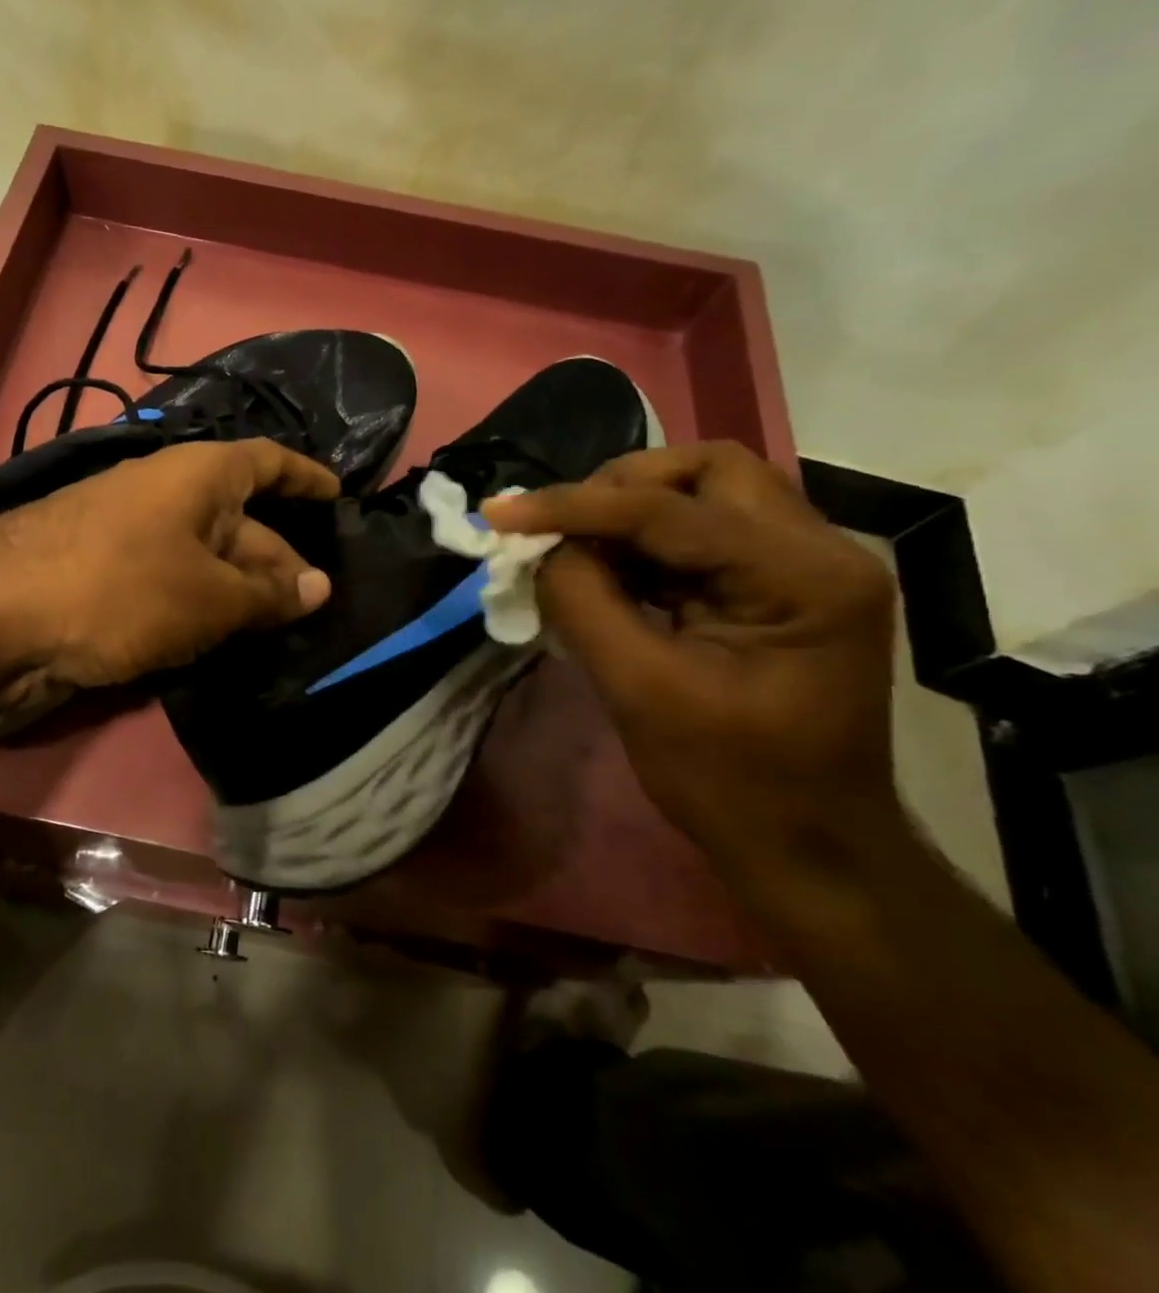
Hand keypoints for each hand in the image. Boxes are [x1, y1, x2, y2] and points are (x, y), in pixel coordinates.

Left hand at [0, 440, 336, 712]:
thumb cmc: (118, 591)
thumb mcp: (208, 596)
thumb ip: (267, 594)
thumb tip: (319, 587)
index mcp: (195, 475)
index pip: (266, 462)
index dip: (305, 477)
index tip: (338, 496)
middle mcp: (162, 495)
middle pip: (238, 518)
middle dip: (279, 558)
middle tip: (317, 603)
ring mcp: (127, 536)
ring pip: (202, 559)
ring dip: (239, 591)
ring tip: (281, 630)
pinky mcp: (101, 578)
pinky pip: (169, 585)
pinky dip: (198, 608)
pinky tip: (219, 640)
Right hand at [482, 442, 902, 878]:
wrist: (807, 847)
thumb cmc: (730, 782)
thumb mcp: (641, 691)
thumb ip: (582, 603)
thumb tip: (536, 548)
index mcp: (802, 577)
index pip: (669, 510)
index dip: (575, 506)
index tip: (500, 513)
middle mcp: (819, 551)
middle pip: (707, 470)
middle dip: (618, 487)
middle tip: (554, 526)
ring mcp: (804, 567)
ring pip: (703, 495)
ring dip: (625, 513)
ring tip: (567, 550)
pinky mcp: (778, 587)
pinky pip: (700, 535)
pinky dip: (640, 544)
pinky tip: (600, 573)